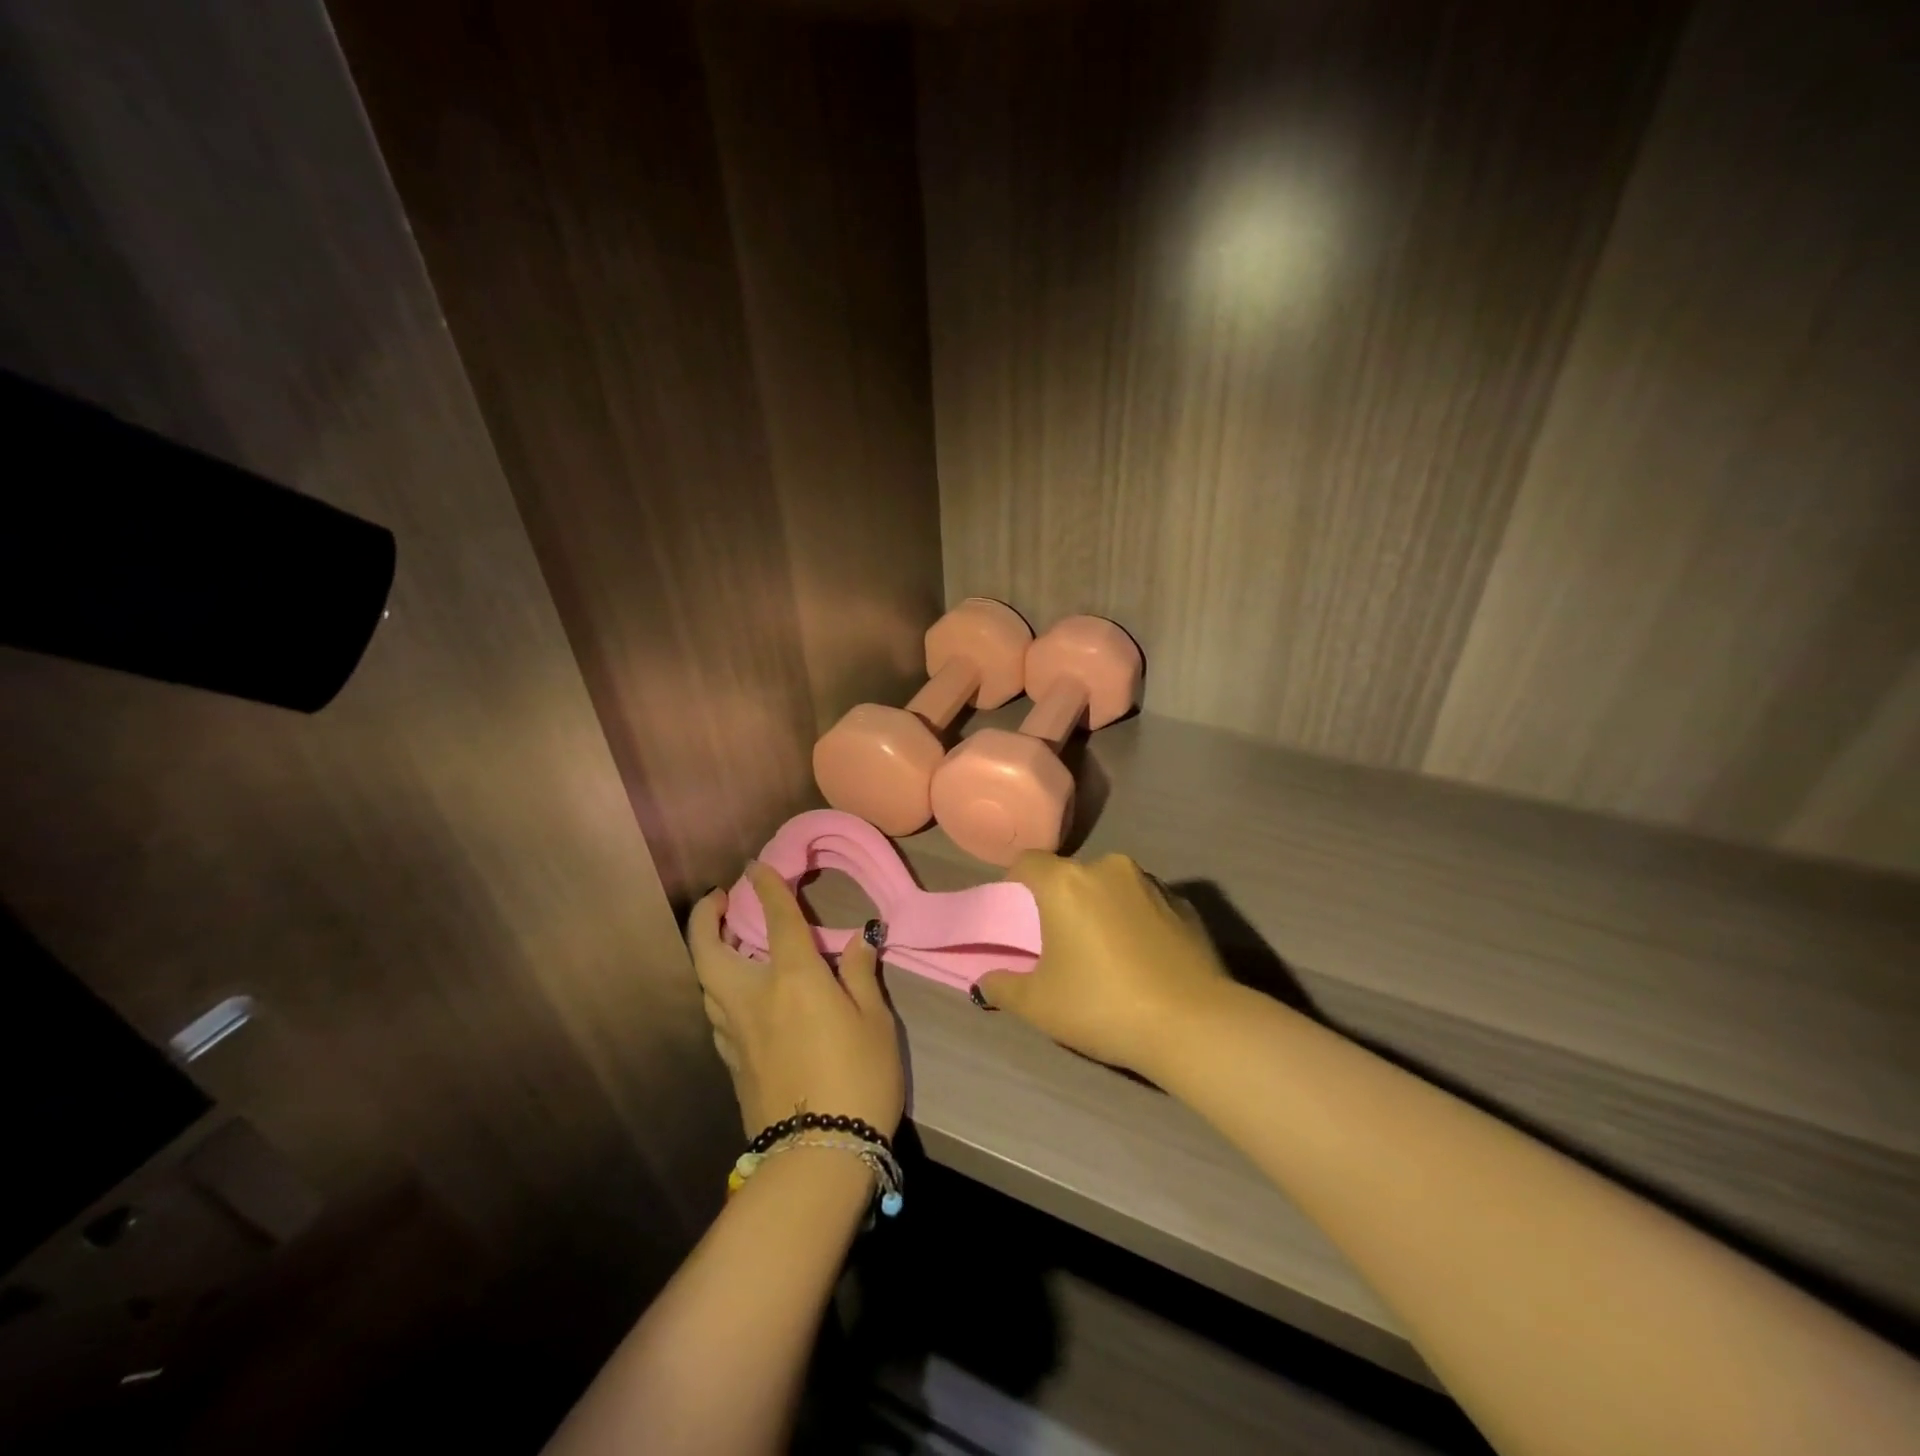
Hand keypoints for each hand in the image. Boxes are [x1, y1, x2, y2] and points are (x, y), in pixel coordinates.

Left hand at [688, 862, 905, 1139]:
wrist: (818, 1157)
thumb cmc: (859, 1079)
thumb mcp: (875, 1022)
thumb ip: (860, 975)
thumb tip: (858, 939)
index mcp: (794, 979)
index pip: (776, 918)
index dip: (766, 886)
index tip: (757, 865)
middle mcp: (754, 997)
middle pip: (709, 951)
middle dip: (705, 918)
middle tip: (719, 900)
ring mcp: (735, 1033)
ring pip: (706, 983)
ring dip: (708, 953)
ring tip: (727, 941)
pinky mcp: (731, 1063)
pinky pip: (715, 1013)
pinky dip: (718, 990)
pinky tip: (736, 995)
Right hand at [974, 852, 1232, 1075]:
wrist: (1193, 1025)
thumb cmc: (1102, 1005)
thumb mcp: (1038, 1005)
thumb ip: (1002, 986)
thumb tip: (985, 980)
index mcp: (1067, 882)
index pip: (1027, 863)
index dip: (1016, 885)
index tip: (1019, 918)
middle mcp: (1109, 868)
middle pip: (1072, 875)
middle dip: (1062, 901)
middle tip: (1061, 944)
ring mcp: (1152, 883)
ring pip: (1111, 887)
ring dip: (1102, 909)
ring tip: (1106, 954)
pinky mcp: (1186, 904)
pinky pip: (1146, 904)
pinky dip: (1137, 921)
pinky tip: (1143, 960)